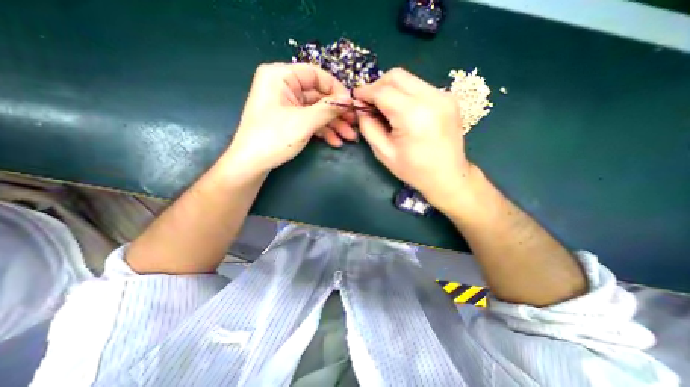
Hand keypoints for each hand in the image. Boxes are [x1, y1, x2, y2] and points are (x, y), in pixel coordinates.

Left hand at [225, 63, 354, 177]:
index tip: (351, 104)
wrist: (251, 164)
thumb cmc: (273, 138)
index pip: (316, 74)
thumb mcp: (304, 122)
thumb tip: (349, 99)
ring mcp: (287, 105)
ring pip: (316, 110)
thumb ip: (328, 109)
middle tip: (353, 124)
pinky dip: (323, 130)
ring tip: (349, 137)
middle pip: (318, 95)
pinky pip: (310, 121)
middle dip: (337, 112)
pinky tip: (335, 141)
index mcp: (280, 76)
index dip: (336, 89)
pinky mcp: (289, 120)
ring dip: (333, 124)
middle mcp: (283, 87)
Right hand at [353, 69, 471, 209]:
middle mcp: (431, 98)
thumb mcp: (384, 153)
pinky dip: (405, 94)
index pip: (382, 91)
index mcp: (413, 115)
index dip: (365, 92)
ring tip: (385, 108)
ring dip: (391, 89)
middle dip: (377, 85)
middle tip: (370, 103)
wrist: (448, 176)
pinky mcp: (448, 98)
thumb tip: (361, 109)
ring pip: (409, 79)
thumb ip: (369, 127)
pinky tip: (402, 111)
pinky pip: (420, 87)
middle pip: (396, 76)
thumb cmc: (414, 170)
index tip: (355, 98)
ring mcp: (443, 95)